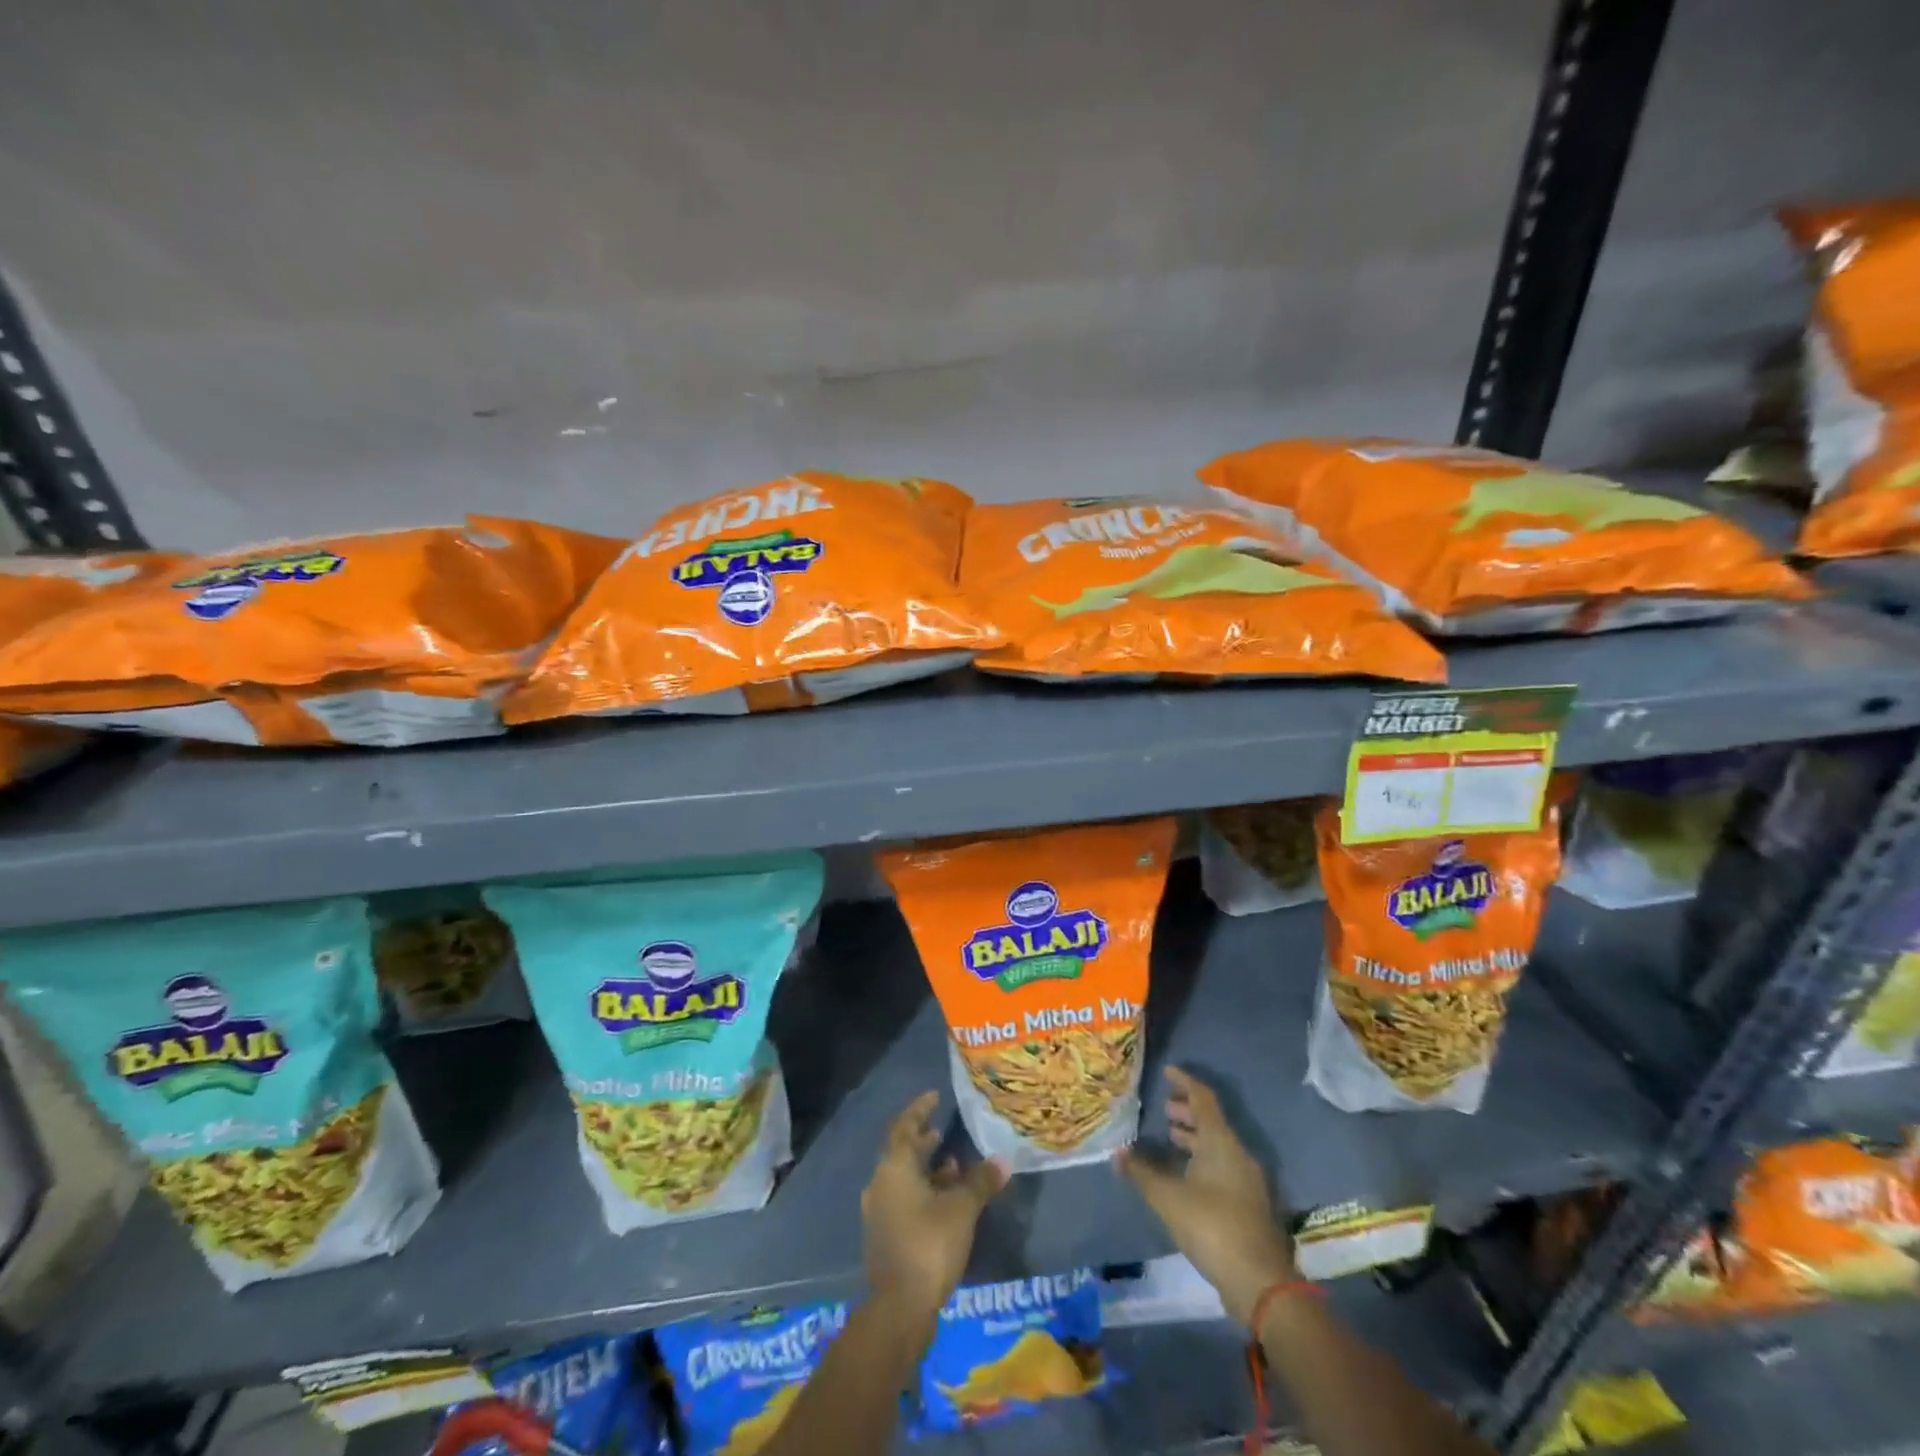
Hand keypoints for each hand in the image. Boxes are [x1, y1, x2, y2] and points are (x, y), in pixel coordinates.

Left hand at [862, 1091, 1008, 1315]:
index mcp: (893, 1168)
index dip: (919, 1110)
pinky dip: (923, 1192)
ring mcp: (879, 1212)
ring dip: (926, 1169)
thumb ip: (981, 1181)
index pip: (904, 1126)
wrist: (899, 1308)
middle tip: (943, 1129)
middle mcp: (880, 1184)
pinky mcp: (885, 1236)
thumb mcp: (962, 1209)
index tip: (934, 1096)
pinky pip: (904, 1200)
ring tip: (953, 1165)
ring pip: (904, 1179)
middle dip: (923, 1141)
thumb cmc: (929, 1244)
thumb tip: (1002, 1161)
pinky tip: (946, 1201)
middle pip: (902, 1153)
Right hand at [1115, 1065, 1297, 1327]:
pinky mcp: (1248, 1204)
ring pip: (1218, 1146)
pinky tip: (1185, 1175)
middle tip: (1164, 1109)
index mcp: (1221, 1142)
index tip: (1166, 1071)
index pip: (1203, 1098)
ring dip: (1195, 1137)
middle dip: (1188, 1111)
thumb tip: (1117, 1153)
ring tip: (1171, 1137)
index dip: (1184, 1082)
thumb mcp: (1168, 1198)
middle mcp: (1238, 1154)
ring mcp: (1247, 1181)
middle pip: (1212, 1122)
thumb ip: (1142, 1173)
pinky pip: (1222, 1166)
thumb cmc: (1212, 1227)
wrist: (1261, 1284)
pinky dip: (1202, 1159)